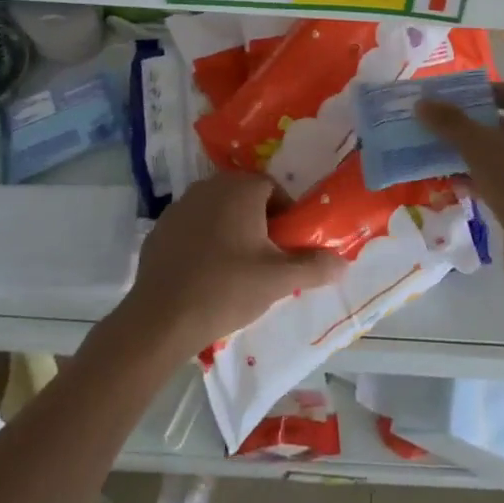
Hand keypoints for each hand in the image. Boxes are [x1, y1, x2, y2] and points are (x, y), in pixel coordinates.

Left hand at [117, 171, 344, 357]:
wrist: (162, 317)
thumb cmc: (227, 288)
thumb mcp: (278, 280)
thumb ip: (314, 266)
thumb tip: (343, 262)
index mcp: (240, 188)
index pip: (273, 189)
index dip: (285, 216)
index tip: (286, 246)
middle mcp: (209, 185)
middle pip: (244, 197)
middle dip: (259, 222)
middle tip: (265, 259)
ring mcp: (180, 204)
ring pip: (217, 210)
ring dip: (230, 229)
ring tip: (236, 268)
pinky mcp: (160, 227)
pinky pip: (192, 226)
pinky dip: (203, 240)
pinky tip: (205, 273)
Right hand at [417, 82, 503, 288]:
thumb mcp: (479, 146)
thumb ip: (450, 123)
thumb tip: (422, 103)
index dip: (486, 90)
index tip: (455, 96)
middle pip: (502, 124)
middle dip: (469, 123)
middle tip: (436, 123)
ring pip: (496, 155)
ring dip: (467, 152)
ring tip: (433, 151)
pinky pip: (495, 181)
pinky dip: (473, 178)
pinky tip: (447, 182)